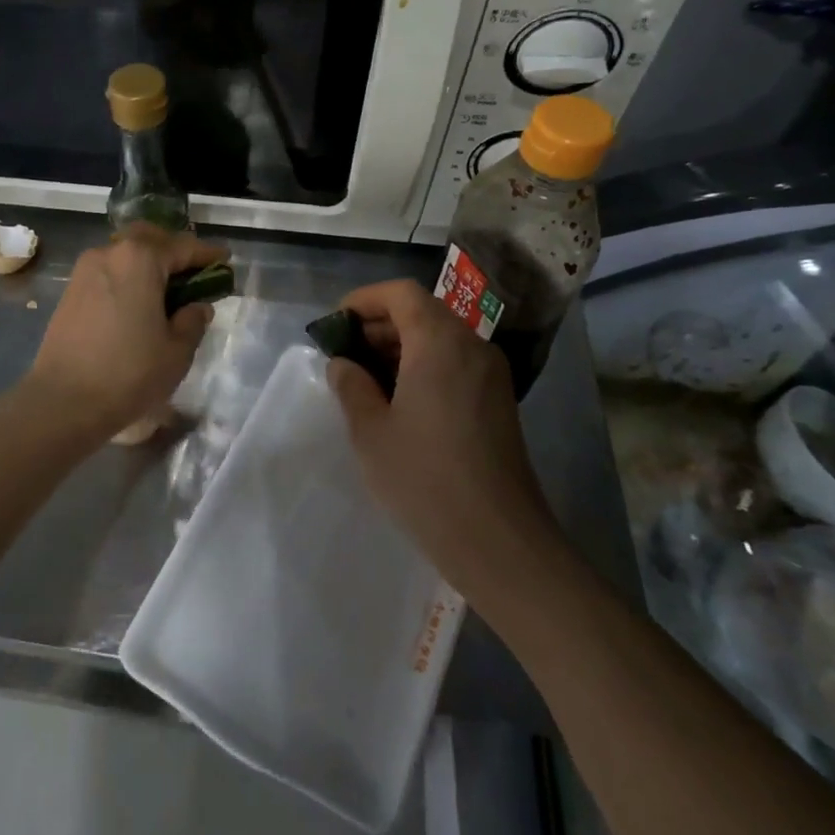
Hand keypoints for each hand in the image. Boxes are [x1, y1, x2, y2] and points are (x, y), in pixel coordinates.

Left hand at [26, 225, 227, 437]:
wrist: (63, 401)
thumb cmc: (129, 373)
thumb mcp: (176, 351)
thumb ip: (192, 321)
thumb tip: (196, 307)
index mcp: (140, 259)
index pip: (182, 246)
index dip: (207, 253)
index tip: (225, 259)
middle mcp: (109, 253)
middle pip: (148, 239)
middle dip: (173, 250)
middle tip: (193, 271)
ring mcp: (84, 271)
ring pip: (124, 254)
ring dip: (148, 264)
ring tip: (167, 290)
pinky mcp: (70, 292)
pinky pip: (108, 273)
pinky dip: (128, 278)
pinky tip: (138, 303)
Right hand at [328, 280, 562, 588]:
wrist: (499, 541)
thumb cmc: (425, 478)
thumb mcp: (370, 430)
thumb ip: (351, 385)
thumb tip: (344, 364)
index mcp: (440, 342)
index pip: (400, 293)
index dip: (363, 300)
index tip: (334, 325)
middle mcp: (472, 346)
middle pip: (422, 311)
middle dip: (378, 324)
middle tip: (344, 356)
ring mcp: (491, 375)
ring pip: (439, 338)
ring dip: (400, 347)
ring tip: (365, 381)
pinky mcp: (499, 402)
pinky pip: (455, 363)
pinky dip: (423, 366)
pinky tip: (399, 402)